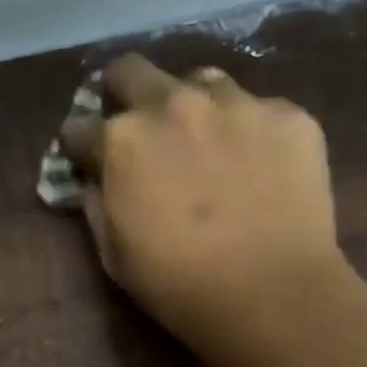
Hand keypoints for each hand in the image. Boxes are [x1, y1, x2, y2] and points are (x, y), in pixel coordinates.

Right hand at [62, 54, 345, 366]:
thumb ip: (97, 206)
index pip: (78, 128)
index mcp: (122, 142)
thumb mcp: (114, 257)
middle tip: (137, 126)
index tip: (87, 160)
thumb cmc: (180, 287)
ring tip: (207, 140)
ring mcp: (236, 104)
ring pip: (201, 81)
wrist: (273, 295)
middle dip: (123, 93)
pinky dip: (251, 133)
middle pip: (131, 72)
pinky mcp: (288, 116)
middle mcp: (173, 105)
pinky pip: (260, 110)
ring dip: (192, 105)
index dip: (79, 147)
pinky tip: (262, 167)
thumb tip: (96, 180)